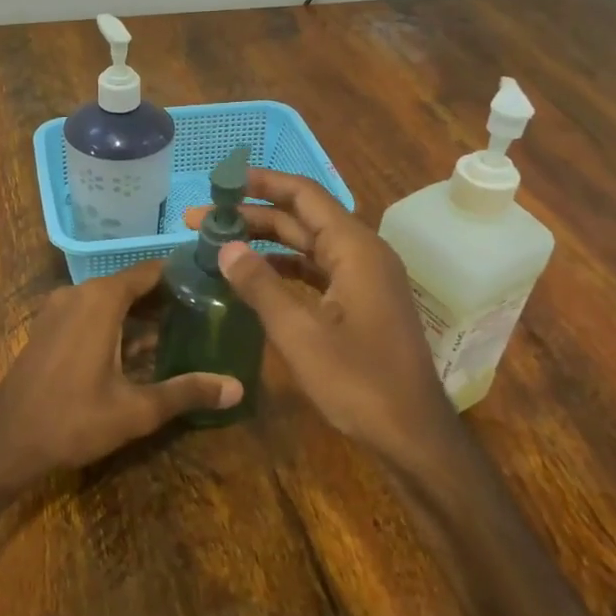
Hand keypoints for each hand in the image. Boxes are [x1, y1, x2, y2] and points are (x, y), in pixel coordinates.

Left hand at [0, 261, 242, 484]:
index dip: (184, 275)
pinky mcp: (50, 326)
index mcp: (101, 299)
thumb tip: (237, 388)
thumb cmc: (73, 420)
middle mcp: (79, 293)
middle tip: (209, 312)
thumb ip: (188, 392)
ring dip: (143, 313)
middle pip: (133, 284)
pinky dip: (118, 323)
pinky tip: (143, 349)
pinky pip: (92, 313)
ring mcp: (59, 308)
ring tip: (184, 330)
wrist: (5, 442)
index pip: (152, 271)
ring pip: (111, 300)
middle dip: (168, 298)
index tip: (216, 283)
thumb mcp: (137, 410)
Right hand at [185, 168, 452, 462]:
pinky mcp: (361, 302)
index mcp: (354, 249)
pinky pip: (318, 271)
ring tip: (221, 243)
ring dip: (267, 242)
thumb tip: (225, 247)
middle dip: (253, 215)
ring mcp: (365, 279)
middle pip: (303, 218)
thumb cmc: (358, 381)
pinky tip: (255, 277)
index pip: (304, 195)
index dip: (261, 183)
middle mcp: (363, 254)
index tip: (220, 181)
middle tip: (203, 220)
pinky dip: (285, 268)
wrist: (412, 433)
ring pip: (309, 245)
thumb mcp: (300, 333)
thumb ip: (260, 286)